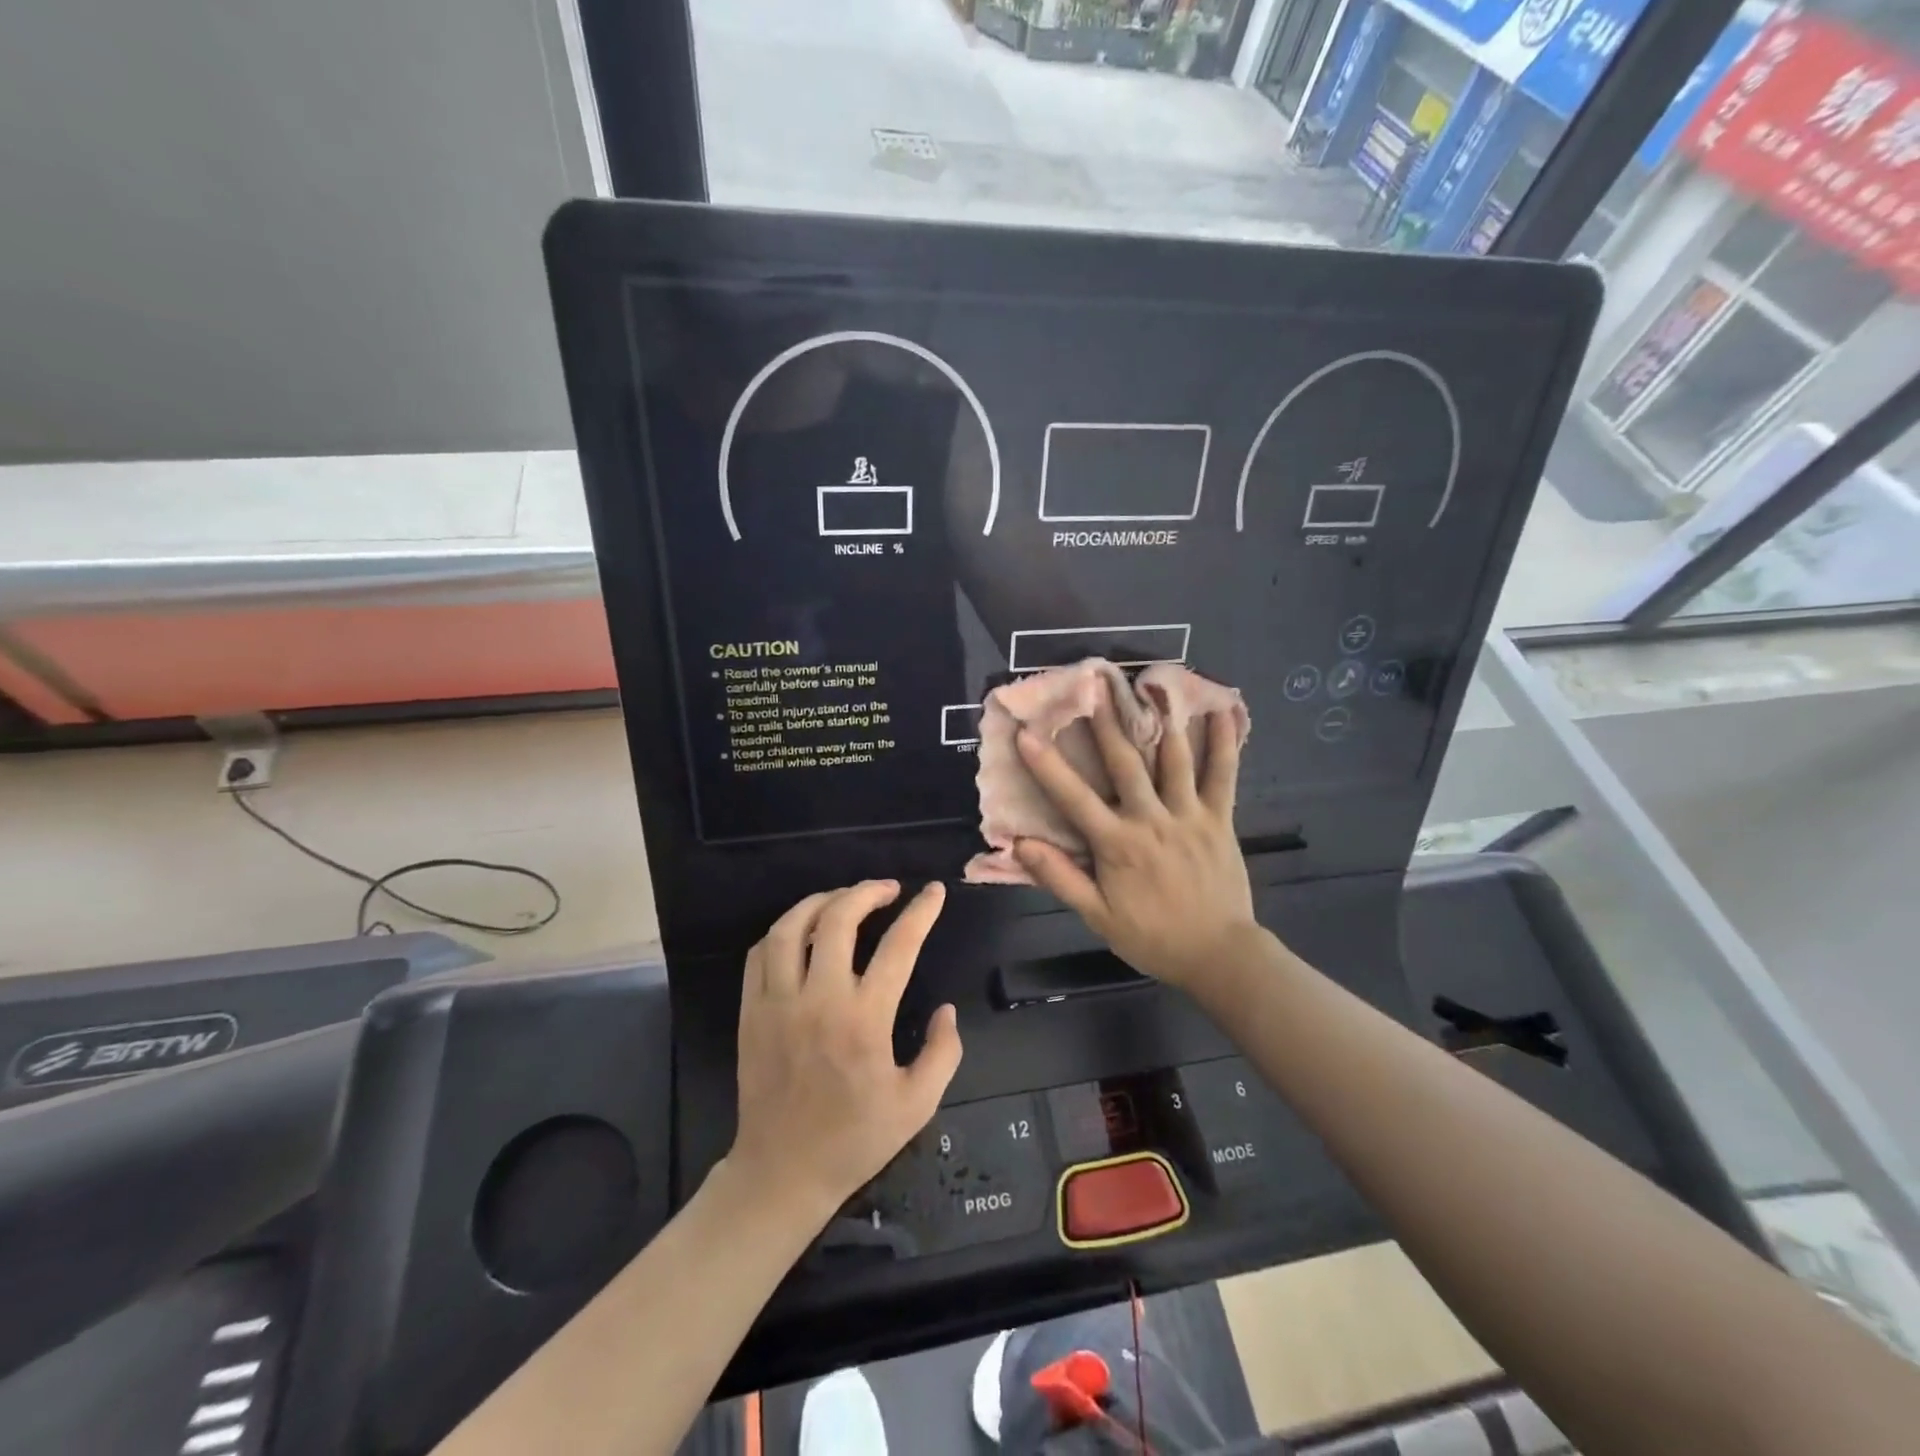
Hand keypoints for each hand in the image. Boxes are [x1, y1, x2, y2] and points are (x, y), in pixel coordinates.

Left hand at [729, 880, 962, 1218]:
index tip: (933, 892)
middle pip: (838, 920)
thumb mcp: (918, 1104)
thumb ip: (942, 1052)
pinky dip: (784, 930)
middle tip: (888, 889)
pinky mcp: (751, 1012)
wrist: (782, 1172)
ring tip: (844, 898)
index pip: (898, 947)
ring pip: (792, 927)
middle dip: (867, 892)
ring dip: (822, 901)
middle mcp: (819, 1000)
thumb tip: (946, 1009)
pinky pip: (760, 953)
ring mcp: (778, 1003)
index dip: (921, 912)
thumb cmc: (854, 1139)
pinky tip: (803, 930)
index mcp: (864, 1020)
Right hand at [1013, 684, 1258, 993]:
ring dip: (1159, 720)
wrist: (1218, 955)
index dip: (1047, 765)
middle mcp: (1152, 819)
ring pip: (1174, 759)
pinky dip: (1223, 743)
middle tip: (1094, 684)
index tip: (1026, 733)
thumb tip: (1020, 844)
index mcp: (1118, 844)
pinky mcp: (1220, 819)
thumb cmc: (1152, 937)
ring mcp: (1190, 815)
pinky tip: (1221, 711)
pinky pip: (1223, 775)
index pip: (1074, 797)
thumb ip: (1060, 877)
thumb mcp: (1098, 916)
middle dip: (1106, 722)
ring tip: (1150, 685)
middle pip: (1125, 763)